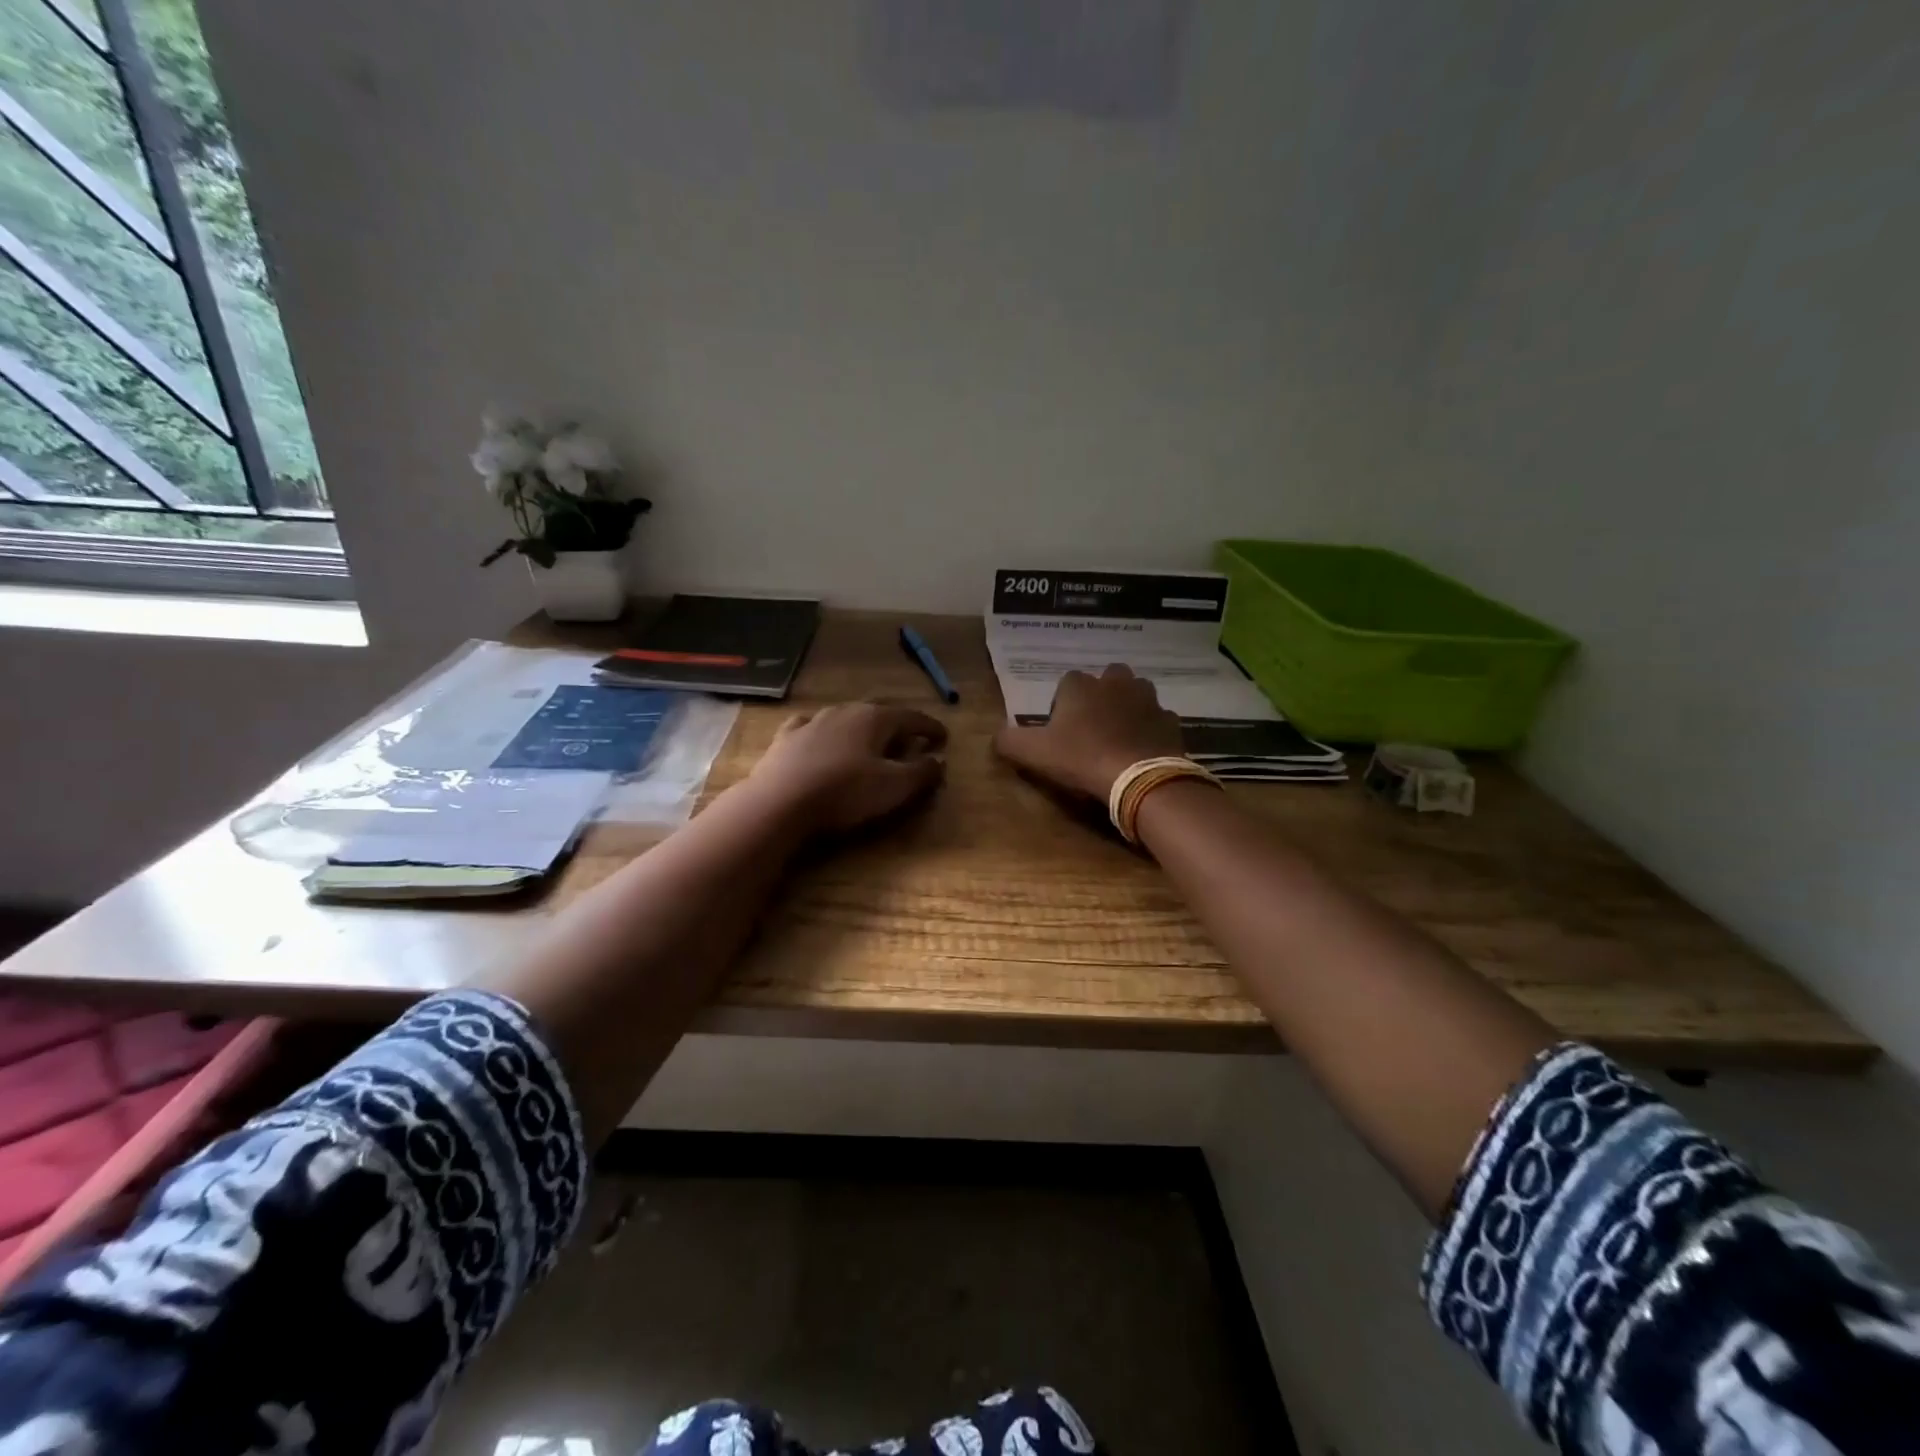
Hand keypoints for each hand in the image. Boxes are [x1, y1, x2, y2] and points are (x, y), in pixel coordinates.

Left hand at [745, 702, 948, 834]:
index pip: (912, 718)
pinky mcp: (787, 738)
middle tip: (909, 740)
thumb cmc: (845, 792)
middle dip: (897, 725)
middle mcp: (845, 711)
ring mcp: (813, 721)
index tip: (943, 738)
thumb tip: (939, 760)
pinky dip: (823, 731)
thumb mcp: (894, 787)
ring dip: (861, 727)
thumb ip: (921, 772)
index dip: (930, 727)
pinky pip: (810, 726)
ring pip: (845, 717)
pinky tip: (819, 736)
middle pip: (879, 713)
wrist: (780, 801)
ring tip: (868, 741)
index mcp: (875, 718)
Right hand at [993, 664, 1183, 800]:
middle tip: (1092, 728)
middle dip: (1100, 697)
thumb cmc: (1081, 758)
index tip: (1060, 731)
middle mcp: (1115, 682)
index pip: (1066, 683)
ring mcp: (1147, 699)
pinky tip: (1143, 750)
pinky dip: (1150, 730)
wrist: (1138, 777)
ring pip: (1135, 693)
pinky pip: (1157, 719)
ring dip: (1128, 707)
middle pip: (1106, 679)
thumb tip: (996, 738)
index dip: (1062, 705)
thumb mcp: (1034, 753)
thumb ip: (1010, 742)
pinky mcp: (1170, 721)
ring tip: (1119, 736)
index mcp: (1080, 685)